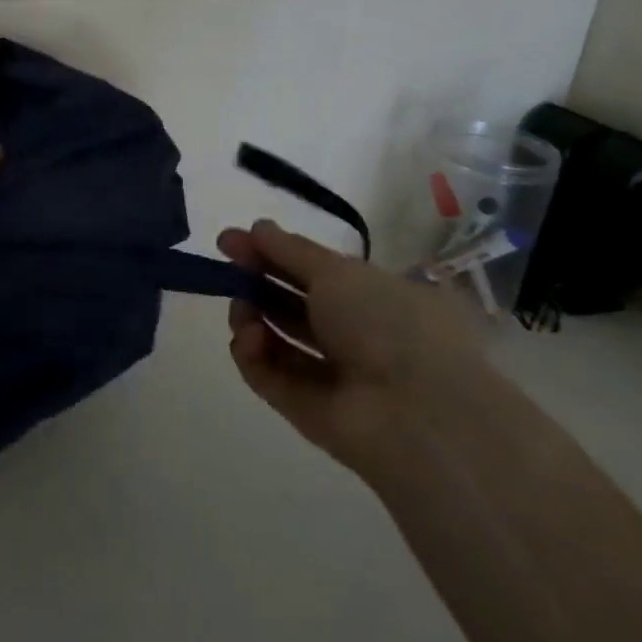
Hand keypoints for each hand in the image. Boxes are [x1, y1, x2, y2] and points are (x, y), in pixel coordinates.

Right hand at [218, 219, 484, 470]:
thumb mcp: (338, 271)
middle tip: (224, 266)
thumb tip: (256, 227)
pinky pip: (268, 375)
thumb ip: (290, 249)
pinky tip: (249, 338)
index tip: (233, 240)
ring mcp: (330, 375)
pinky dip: (252, 354)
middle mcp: (355, 335)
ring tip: (242, 308)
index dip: (274, 252)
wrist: (416, 414)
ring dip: (250, 316)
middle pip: (292, 304)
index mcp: (376, 298)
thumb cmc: (386, 324)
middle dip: (256, 281)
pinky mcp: (305, 409)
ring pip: (275, 338)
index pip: (315, 271)